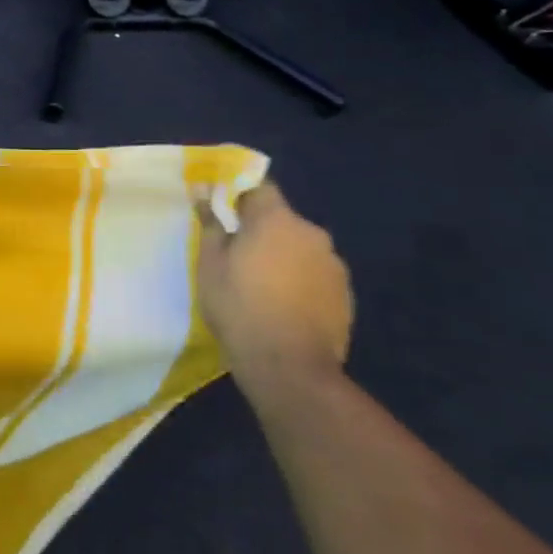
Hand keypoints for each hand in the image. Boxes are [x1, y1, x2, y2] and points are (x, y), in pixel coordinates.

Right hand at [195, 182, 351, 392]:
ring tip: (261, 284)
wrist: (288, 366)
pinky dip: (299, 280)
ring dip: (282, 256)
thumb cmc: (238, 305)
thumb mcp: (210, 263)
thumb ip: (211, 224)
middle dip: (261, 230)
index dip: (240, 195)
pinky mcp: (346, 295)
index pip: (260, 187)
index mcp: (277, 220)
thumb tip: (206, 194)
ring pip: (300, 248)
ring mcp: (334, 265)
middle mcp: (312, 234)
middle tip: (236, 254)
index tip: (223, 212)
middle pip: (282, 219)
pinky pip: (315, 274)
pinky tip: (282, 304)